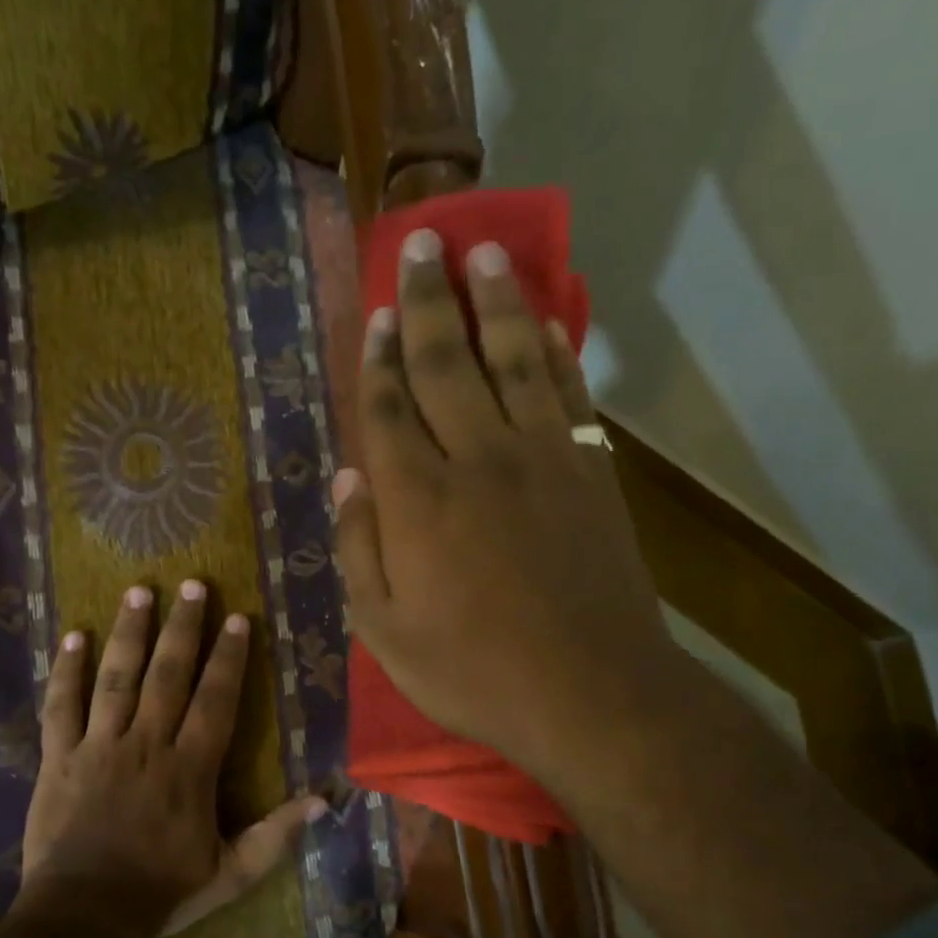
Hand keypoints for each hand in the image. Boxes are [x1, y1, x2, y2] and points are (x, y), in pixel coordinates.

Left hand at [22, 580, 323, 937]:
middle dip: (183, 627)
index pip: (215, 700)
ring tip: (138, 591)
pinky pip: (61, 706)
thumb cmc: (162, 893)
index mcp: (190, 768)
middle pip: (167, 674)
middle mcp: (147, 744)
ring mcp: (99, 747)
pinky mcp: (60, 758)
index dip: (229, 658)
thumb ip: (277, 835)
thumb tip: (325, 800)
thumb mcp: (231, 872)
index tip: (237, 619)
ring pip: (116, 678)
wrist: (84, 916)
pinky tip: (72, 636)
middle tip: (192, 584)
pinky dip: (66, 671)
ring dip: (129, 633)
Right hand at [332, 230, 679, 796]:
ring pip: (515, 362)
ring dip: (497, 304)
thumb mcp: (385, 630)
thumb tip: (346, 479)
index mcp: (419, 501)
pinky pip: (571, 396)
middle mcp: (478, 460)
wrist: (590, 693)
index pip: (389, 409)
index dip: (377, 358)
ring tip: (485, 254)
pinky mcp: (591, 474)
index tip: (373, 312)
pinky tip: (548, 323)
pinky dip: (558, 354)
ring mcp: (543, 460)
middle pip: (448, 364)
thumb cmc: (473, 672)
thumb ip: (359, 550)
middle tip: (421, 244)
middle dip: (428, 302)